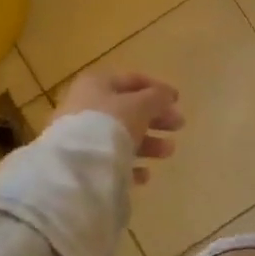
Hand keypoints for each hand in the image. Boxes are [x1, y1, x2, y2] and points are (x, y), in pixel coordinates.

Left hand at [54, 72, 184, 184]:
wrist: (75, 166)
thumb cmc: (110, 123)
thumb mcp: (141, 105)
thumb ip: (157, 97)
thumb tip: (167, 96)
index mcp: (97, 84)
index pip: (132, 80)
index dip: (157, 88)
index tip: (178, 100)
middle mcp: (86, 106)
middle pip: (128, 110)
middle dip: (156, 118)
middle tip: (179, 126)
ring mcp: (81, 135)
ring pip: (121, 136)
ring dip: (148, 143)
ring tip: (168, 152)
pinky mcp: (80, 162)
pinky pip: (111, 160)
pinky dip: (130, 165)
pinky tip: (144, 175)